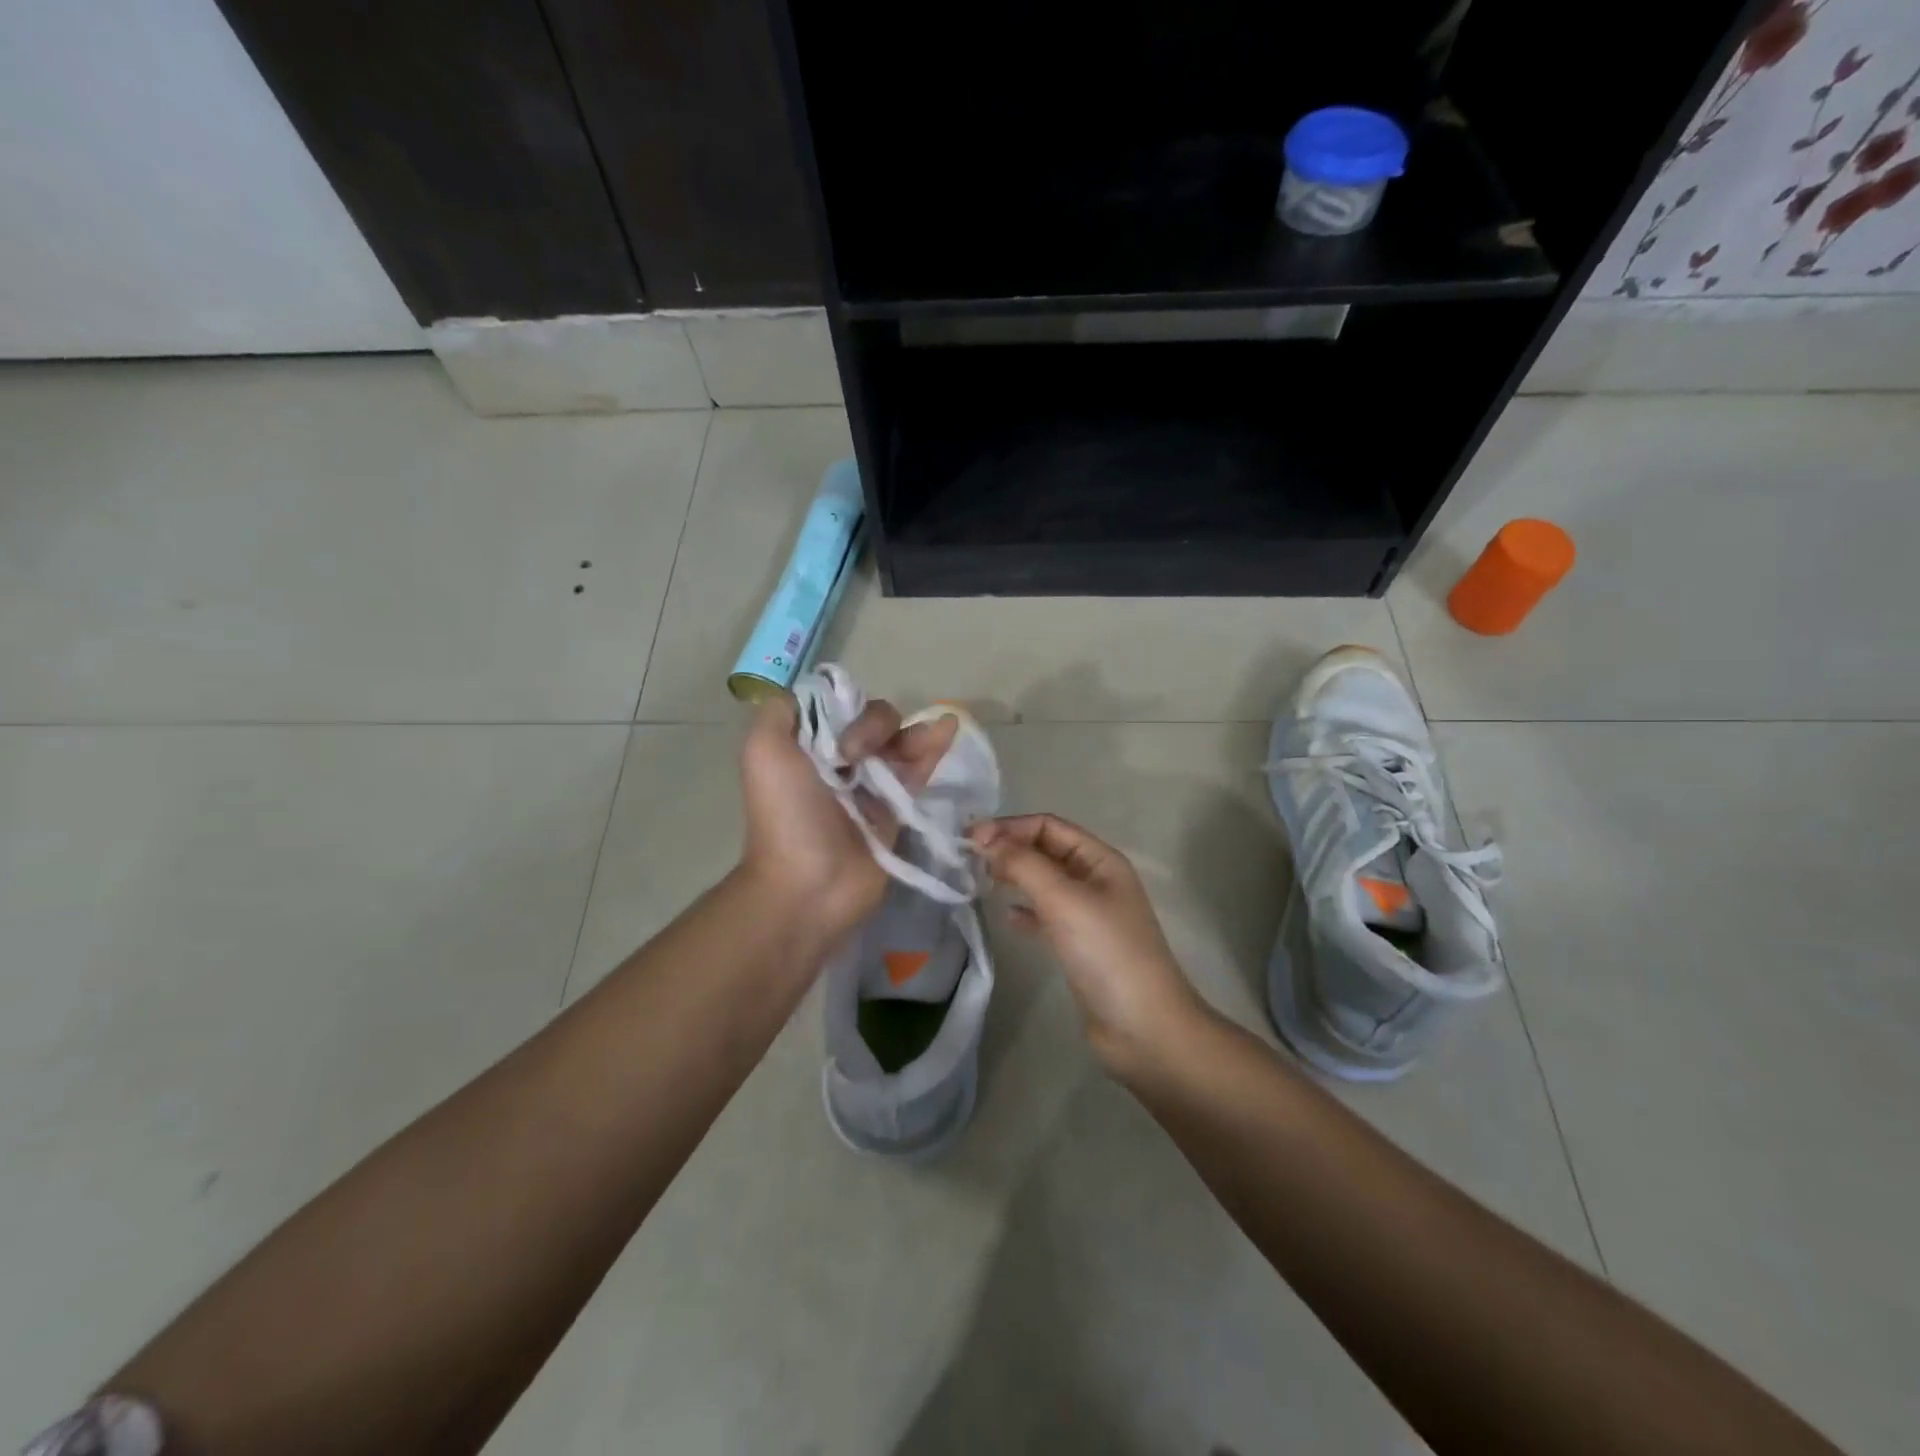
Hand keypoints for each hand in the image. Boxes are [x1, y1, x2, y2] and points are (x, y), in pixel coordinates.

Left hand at [738, 693, 958, 942]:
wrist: (810, 884)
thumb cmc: (787, 815)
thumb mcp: (764, 751)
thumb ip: (780, 712)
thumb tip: (816, 695)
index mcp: (807, 746)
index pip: (838, 706)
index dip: (846, 707)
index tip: (841, 732)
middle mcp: (839, 760)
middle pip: (872, 721)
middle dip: (876, 726)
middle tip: (858, 756)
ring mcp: (870, 784)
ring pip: (898, 742)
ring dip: (913, 732)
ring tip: (933, 733)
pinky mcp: (898, 807)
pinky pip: (918, 770)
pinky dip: (934, 748)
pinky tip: (949, 729)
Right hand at [970, 813, 1206, 1075]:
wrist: (1143, 1027)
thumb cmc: (1107, 953)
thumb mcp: (1064, 900)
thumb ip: (1024, 865)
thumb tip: (986, 839)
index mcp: (1100, 860)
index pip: (1048, 826)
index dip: (1010, 827)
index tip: (971, 840)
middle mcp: (1095, 880)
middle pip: (1045, 850)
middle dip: (1009, 848)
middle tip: (968, 860)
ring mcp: (1088, 914)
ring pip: (1043, 882)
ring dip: (1013, 876)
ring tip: (979, 882)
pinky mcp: (1079, 945)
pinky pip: (1046, 915)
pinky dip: (1024, 911)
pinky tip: (1007, 918)